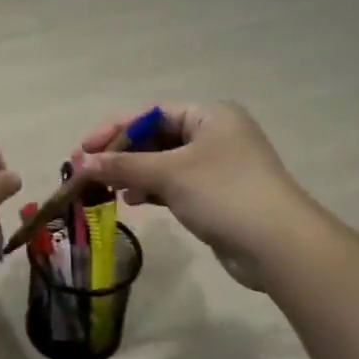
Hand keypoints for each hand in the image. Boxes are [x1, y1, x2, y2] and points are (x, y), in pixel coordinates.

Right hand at [74, 101, 313, 290]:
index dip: (113, 129)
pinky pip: (174, 184)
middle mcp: (214, 133)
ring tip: (105, 189)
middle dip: (120, 154)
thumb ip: (123, 165)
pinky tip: (131, 200)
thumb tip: (80, 163)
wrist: (278, 245)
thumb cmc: (223, 193)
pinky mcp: (215, 194)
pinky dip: (151, 189)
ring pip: (162, 162)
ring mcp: (216, 165)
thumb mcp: (169, 173)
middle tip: (87, 171)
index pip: (149, 113)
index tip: (82, 150)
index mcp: (209, 115)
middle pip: (155, 136)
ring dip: (132, 173)